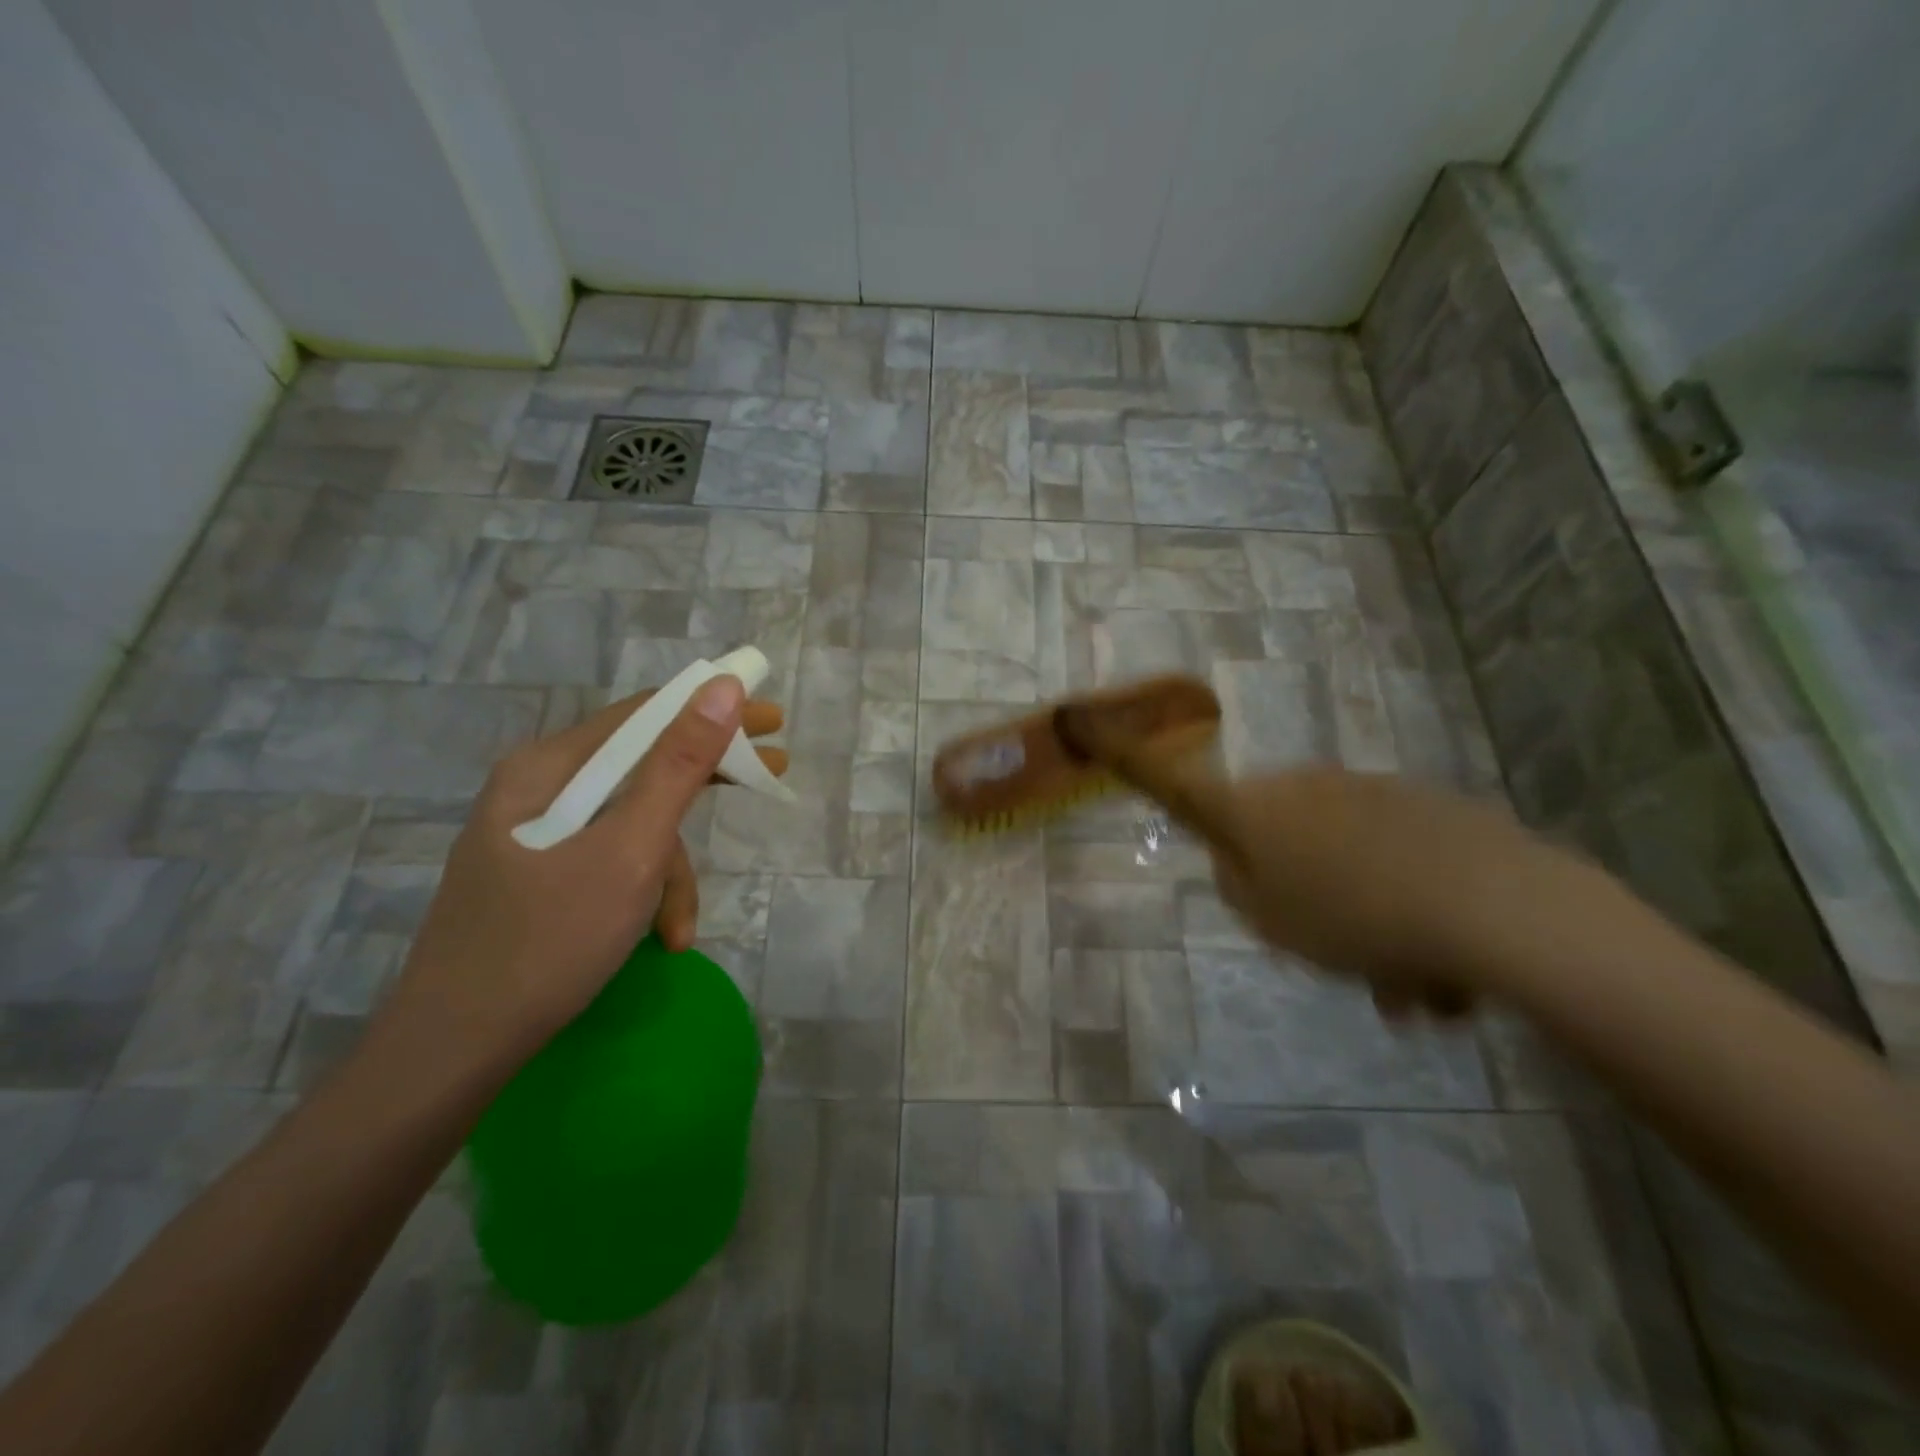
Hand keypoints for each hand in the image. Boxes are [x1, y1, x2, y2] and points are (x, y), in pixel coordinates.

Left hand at [373, 676, 787, 1080]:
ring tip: (678, 930)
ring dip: (668, 872)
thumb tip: (724, 687)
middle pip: (641, 767)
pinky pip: (609, 860)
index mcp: (549, 767)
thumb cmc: (548, 941)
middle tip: (772, 776)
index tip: (772, 721)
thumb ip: (679, 766)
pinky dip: (641, 892)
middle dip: (704, 782)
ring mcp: (536, 835)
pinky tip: (657, 938)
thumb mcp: (631, 851)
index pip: (646, 714)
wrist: (451, 1052)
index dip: (714, 709)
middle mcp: (539, 789)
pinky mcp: (538, 875)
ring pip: (630, 824)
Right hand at [1191, 766, 1593, 1015]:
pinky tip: (1443, 963)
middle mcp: (1307, 784)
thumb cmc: (1353, 918)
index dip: (1192, 811)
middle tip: (1326, 949)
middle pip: (1282, 831)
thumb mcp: (1270, 922)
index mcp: (1256, 807)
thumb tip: (1233, 861)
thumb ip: (1236, 887)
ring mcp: (1372, 789)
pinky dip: (1407, 897)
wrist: (1491, 903)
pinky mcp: (1431, 804)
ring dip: (1363, 909)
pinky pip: (1396, 853)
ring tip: (1404, 986)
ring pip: (1346, 851)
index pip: (1199, 792)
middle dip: (1299, 887)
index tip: (1217, 852)